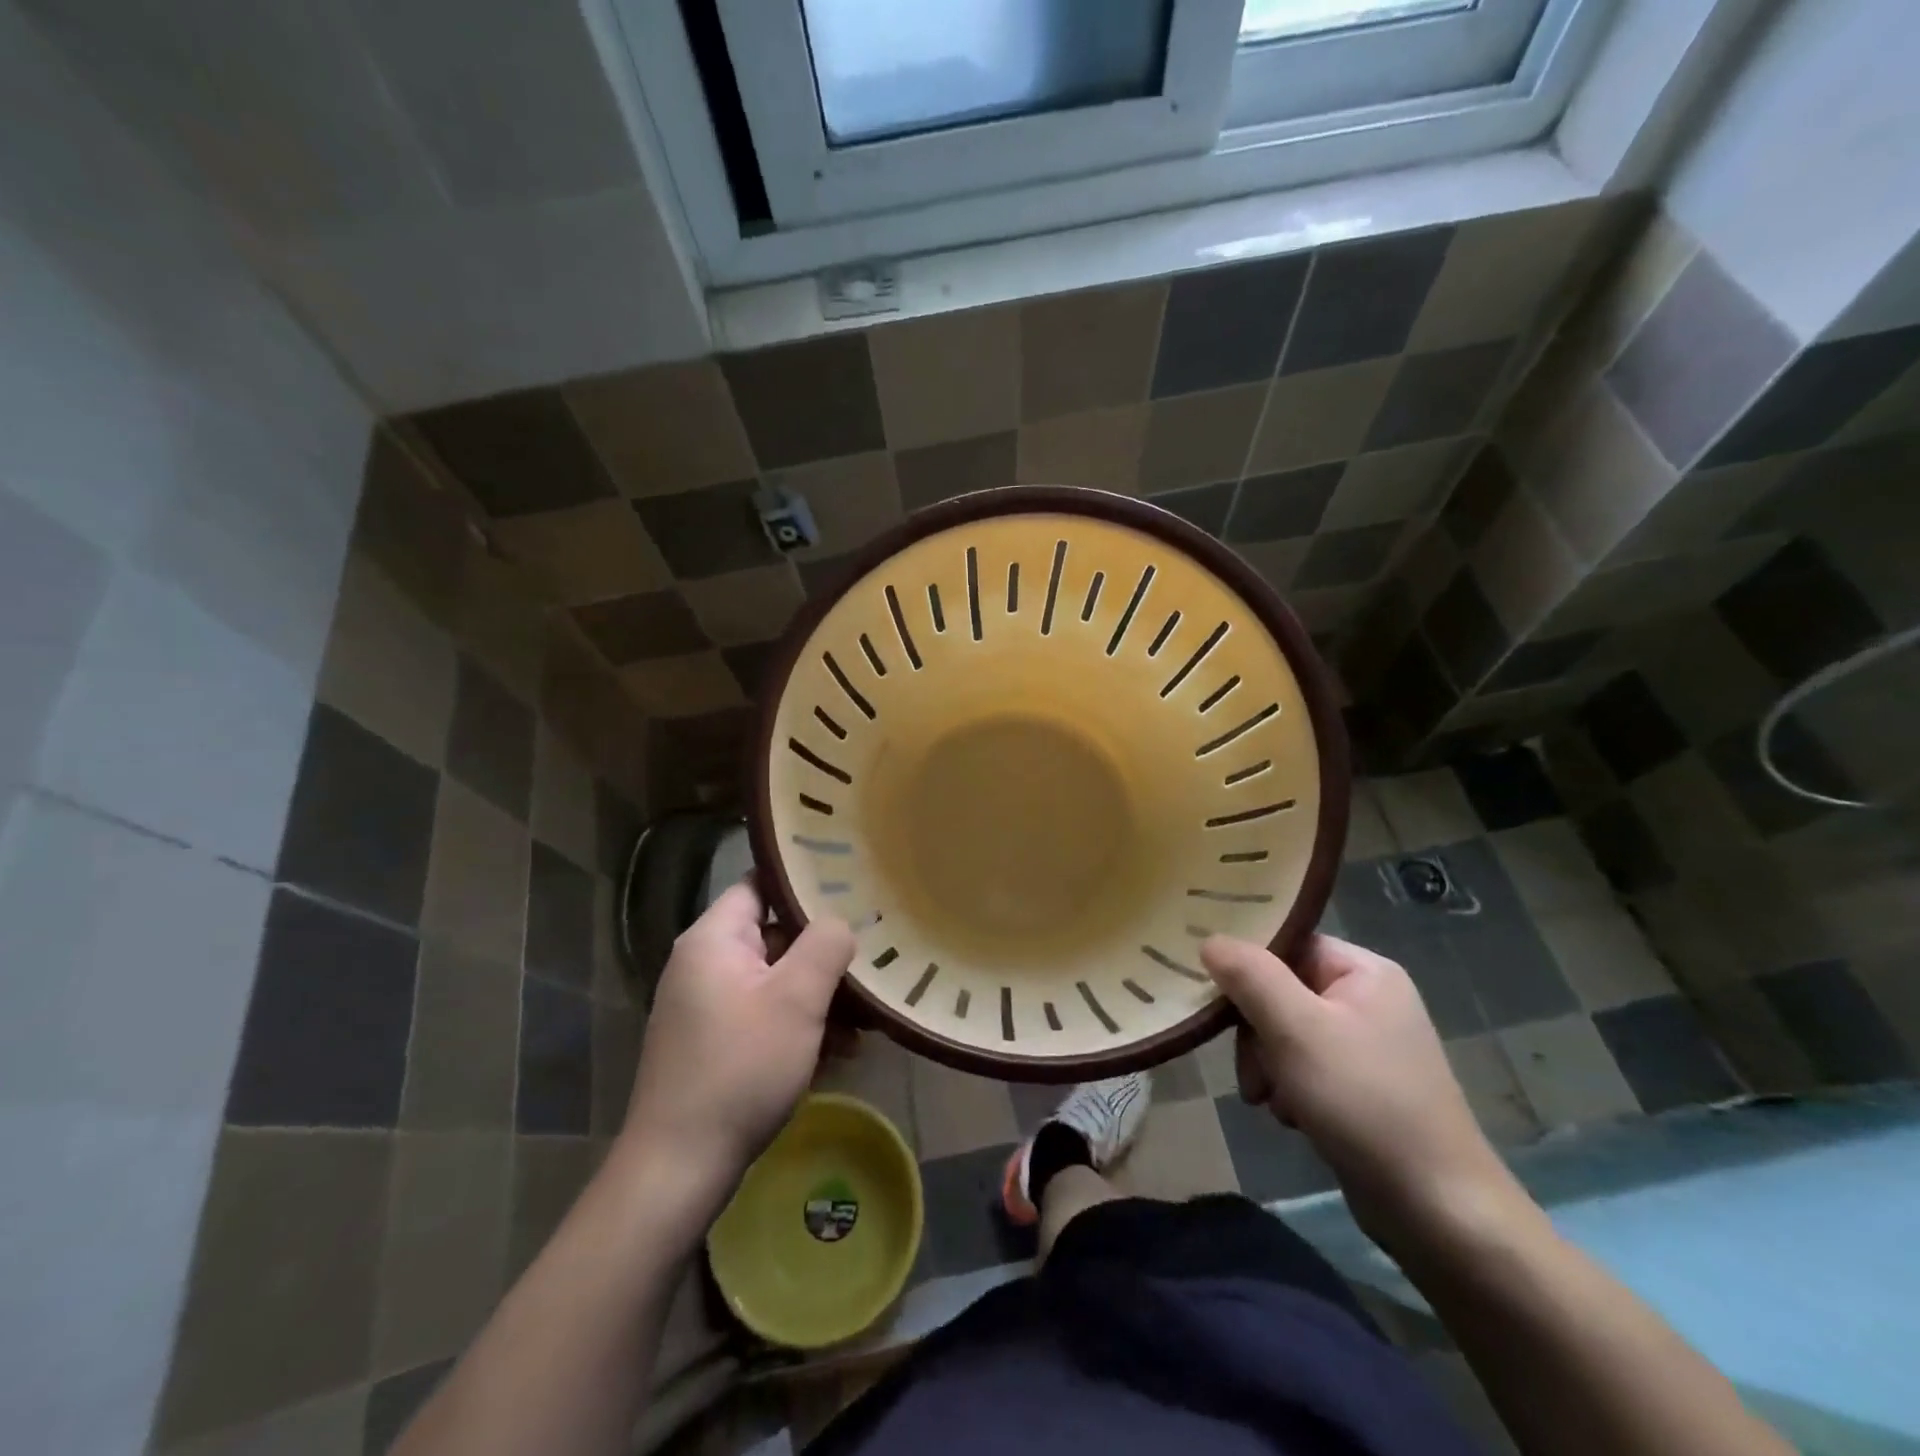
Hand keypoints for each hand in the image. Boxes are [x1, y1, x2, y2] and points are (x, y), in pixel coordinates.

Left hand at [623, 883, 854, 1201]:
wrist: (679, 1167)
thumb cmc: (741, 1068)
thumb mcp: (797, 999)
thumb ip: (825, 944)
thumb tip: (840, 921)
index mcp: (713, 939)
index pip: (761, 884)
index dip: (805, 883)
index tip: (851, 889)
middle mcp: (704, 964)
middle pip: (775, 936)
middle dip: (823, 954)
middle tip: (869, 965)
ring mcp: (706, 1006)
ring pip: (775, 981)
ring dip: (818, 998)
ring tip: (863, 1025)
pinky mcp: (713, 1043)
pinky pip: (763, 1015)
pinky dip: (798, 1026)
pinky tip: (837, 1054)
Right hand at [1202, 933, 1519, 1244]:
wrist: (1439, 1212)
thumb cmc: (1364, 1102)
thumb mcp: (1296, 1029)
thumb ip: (1250, 976)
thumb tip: (1210, 939)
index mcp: (1364, 971)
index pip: (1287, 944)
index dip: (1247, 967)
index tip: (1215, 997)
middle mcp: (1368, 999)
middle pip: (1281, 990)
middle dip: (1256, 1032)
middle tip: (1251, 1072)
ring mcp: (1367, 1045)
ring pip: (1285, 1032)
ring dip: (1266, 1065)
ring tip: (1269, 1101)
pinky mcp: (1361, 1085)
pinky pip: (1304, 1065)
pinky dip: (1288, 1088)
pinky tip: (1291, 1116)